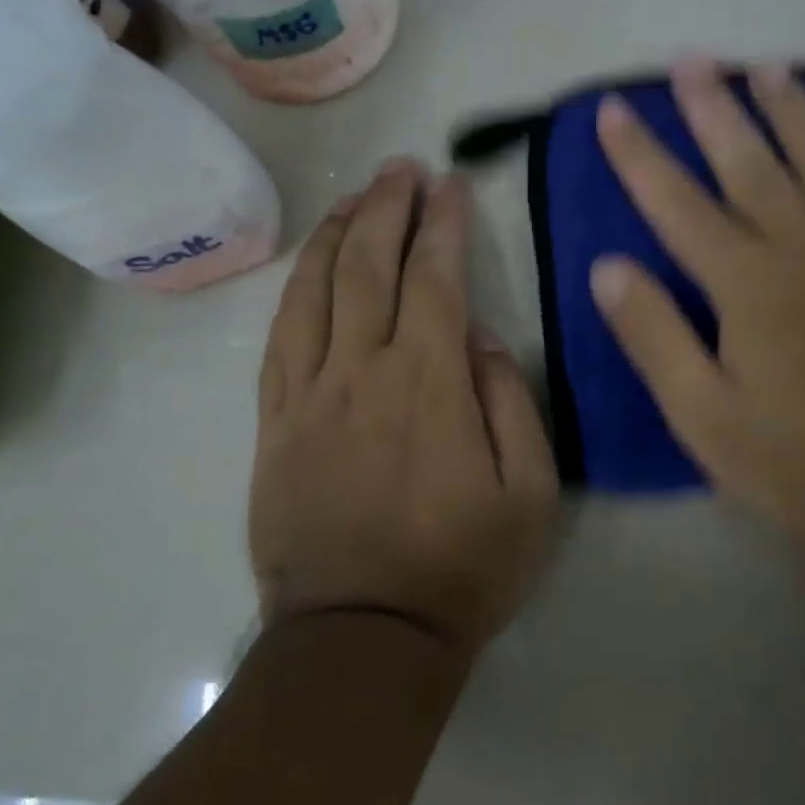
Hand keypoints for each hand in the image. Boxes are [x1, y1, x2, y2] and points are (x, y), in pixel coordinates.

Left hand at [250, 161, 560, 654]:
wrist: (363, 636)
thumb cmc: (462, 568)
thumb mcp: (531, 494)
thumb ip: (510, 403)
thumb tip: (479, 339)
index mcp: (429, 384)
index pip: (434, 278)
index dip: (442, 224)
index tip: (450, 185)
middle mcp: (362, 372)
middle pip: (368, 267)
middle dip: (387, 207)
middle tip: (401, 169)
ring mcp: (308, 395)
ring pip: (315, 291)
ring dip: (337, 234)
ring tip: (355, 197)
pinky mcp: (274, 423)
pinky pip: (279, 338)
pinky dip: (295, 289)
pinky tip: (309, 266)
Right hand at [590, 59, 804, 598]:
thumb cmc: (802, 466)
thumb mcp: (704, 417)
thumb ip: (654, 337)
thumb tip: (607, 267)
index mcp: (747, 285)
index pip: (678, 205)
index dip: (640, 155)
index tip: (615, 109)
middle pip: (752, 166)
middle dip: (716, 111)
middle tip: (693, 61)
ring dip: (798, 114)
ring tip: (771, 68)